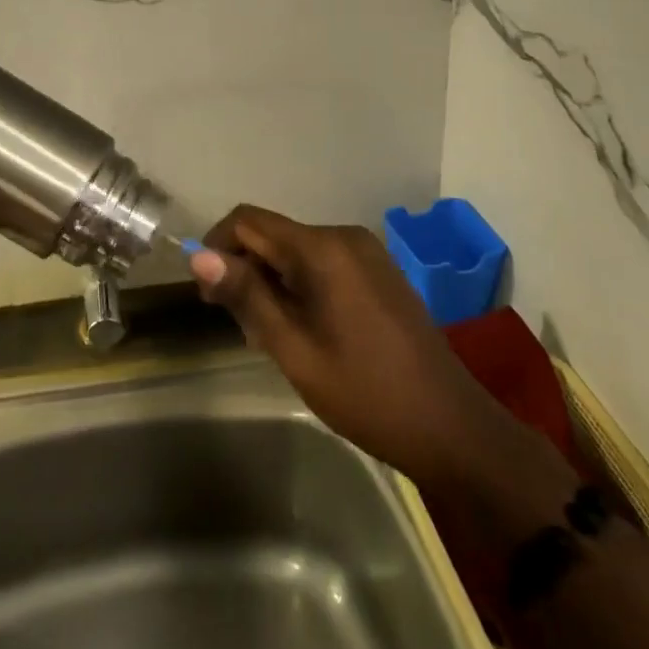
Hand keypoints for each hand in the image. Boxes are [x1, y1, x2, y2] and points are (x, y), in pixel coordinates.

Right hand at [190, 206, 567, 499]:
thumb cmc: (365, 392)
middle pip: (273, 235)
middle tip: (240, 327)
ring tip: (272, 336)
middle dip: (246, 270)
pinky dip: (301, 284)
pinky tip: (306, 329)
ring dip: (273, 281)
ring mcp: (366, 252)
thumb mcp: (294, 349)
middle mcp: (343, 236)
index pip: (248, 221)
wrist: (451, 428)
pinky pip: (323, 262)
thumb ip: (246, 296)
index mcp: (321, 248)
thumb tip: (197, 255)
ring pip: (297, 251)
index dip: (217, 248)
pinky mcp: (379, 270)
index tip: (208, 295)